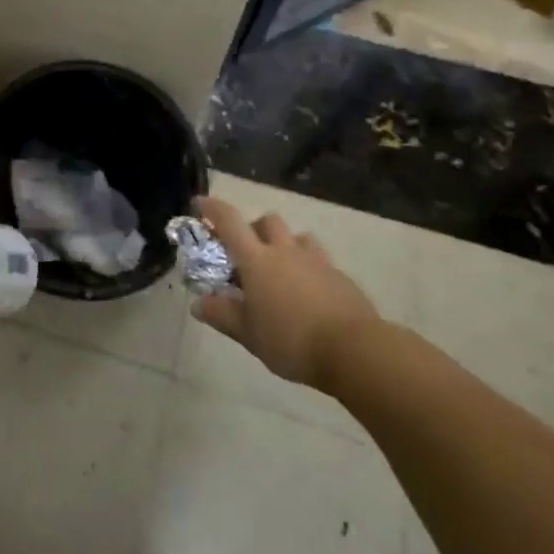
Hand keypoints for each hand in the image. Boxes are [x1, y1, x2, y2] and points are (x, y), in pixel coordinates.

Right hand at [190, 196, 382, 393]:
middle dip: (254, 228)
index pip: (229, 221)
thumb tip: (198, 303)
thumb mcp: (248, 334)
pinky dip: (309, 268)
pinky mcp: (340, 277)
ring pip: (298, 237)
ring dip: (286, 244)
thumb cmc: (291, 339)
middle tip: (248, 251)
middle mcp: (285, 251)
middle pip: (267, 221)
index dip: (212, 208)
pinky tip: (309, 295)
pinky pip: (320, 261)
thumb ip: (222, 315)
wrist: (354, 350)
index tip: (199, 203)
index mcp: (257, 259)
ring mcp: (316, 261)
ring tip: (282, 270)